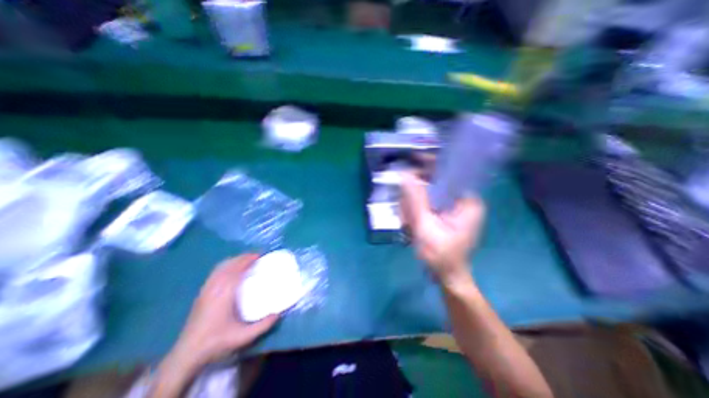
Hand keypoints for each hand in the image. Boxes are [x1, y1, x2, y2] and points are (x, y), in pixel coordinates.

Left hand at [156, 254, 279, 397]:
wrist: (186, 355)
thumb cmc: (216, 343)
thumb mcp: (242, 337)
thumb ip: (262, 326)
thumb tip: (278, 313)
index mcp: (224, 295)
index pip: (237, 270)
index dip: (248, 260)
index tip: (259, 255)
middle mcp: (214, 288)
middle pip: (229, 265)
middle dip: (243, 257)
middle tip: (256, 255)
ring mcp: (206, 290)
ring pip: (220, 268)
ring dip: (234, 260)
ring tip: (245, 259)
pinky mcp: (201, 294)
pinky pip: (214, 273)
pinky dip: (225, 266)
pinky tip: (230, 269)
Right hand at [401, 174, 485, 285]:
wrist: (447, 276)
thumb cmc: (441, 256)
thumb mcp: (425, 226)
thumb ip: (415, 199)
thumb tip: (405, 174)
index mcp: (467, 201)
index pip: (448, 173)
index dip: (427, 168)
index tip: (408, 170)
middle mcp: (462, 200)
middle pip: (434, 184)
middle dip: (415, 196)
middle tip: (406, 214)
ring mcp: (453, 207)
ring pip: (427, 194)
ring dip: (412, 206)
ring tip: (407, 223)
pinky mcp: (445, 213)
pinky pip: (426, 203)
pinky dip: (415, 211)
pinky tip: (410, 223)